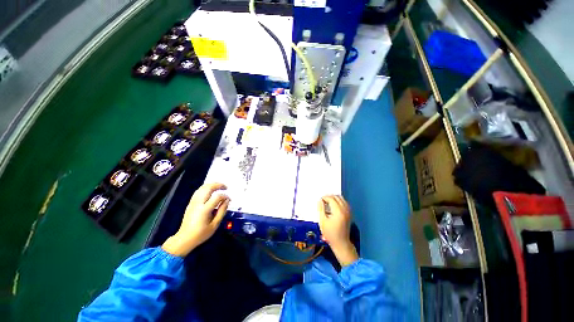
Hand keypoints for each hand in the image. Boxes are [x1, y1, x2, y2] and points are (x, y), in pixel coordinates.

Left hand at [162, 183, 229, 256]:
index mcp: (204, 210)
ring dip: (211, 185)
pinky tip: (210, 191)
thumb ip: (222, 211)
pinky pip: (198, 191)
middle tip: (225, 187)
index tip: (229, 199)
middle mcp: (198, 203)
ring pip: (202, 188)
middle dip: (218, 185)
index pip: (217, 197)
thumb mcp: (215, 225)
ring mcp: (193, 202)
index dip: (225, 196)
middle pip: (208, 188)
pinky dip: (205, 188)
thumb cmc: (201, 234)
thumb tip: (227, 201)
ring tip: (219, 187)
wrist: (184, 239)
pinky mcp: (190, 203)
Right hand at [318, 195, 358, 266]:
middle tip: (323, 200)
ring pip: (342, 199)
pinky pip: (344, 203)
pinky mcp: (349, 214)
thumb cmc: (330, 233)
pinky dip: (339, 201)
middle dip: (329, 197)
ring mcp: (348, 211)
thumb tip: (320, 201)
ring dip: (334, 198)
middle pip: (337, 197)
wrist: (341, 243)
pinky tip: (334, 205)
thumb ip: (321, 209)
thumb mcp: (322, 221)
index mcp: (338, 211)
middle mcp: (344, 210)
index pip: (331, 199)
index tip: (320, 200)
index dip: (325, 198)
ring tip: (328, 202)